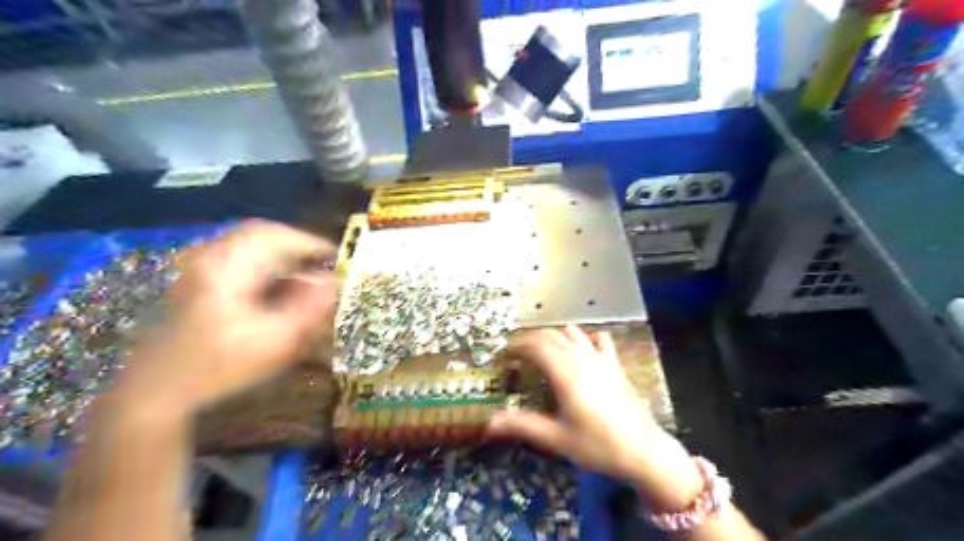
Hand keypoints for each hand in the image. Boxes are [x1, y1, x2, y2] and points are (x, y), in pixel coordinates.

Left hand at [113, 219, 334, 417]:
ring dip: (282, 258)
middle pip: (262, 236)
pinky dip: (265, 269)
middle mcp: (211, 258)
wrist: (156, 391)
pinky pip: (240, 261)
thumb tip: (334, 281)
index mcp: (227, 267)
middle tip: (323, 265)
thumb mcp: (275, 340)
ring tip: (305, 279)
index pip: (275, 235)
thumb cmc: (219, 366)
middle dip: (297, 248)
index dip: (310, 242)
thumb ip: (309, 307)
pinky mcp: (197, 282)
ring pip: (251, 248)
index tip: (336, 258)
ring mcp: (200, 268)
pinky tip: (277, 291)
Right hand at [491, 325, 700, 510]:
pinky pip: (598, 339)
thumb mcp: (557, 439)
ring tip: (543, 353)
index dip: (517, 346)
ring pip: (572, 332)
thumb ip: (523, 425)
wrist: (644, 451)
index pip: (536, 345)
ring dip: (554, 336)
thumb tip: (489, 423)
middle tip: (517, 355)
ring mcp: (601, 358)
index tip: (504, 355)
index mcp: (566, 373)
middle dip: (531, 339)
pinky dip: (584, 338)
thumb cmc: (598, 446)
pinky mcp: (615, 364)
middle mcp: (582, 358)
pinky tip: (580, 352)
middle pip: (551, 335)